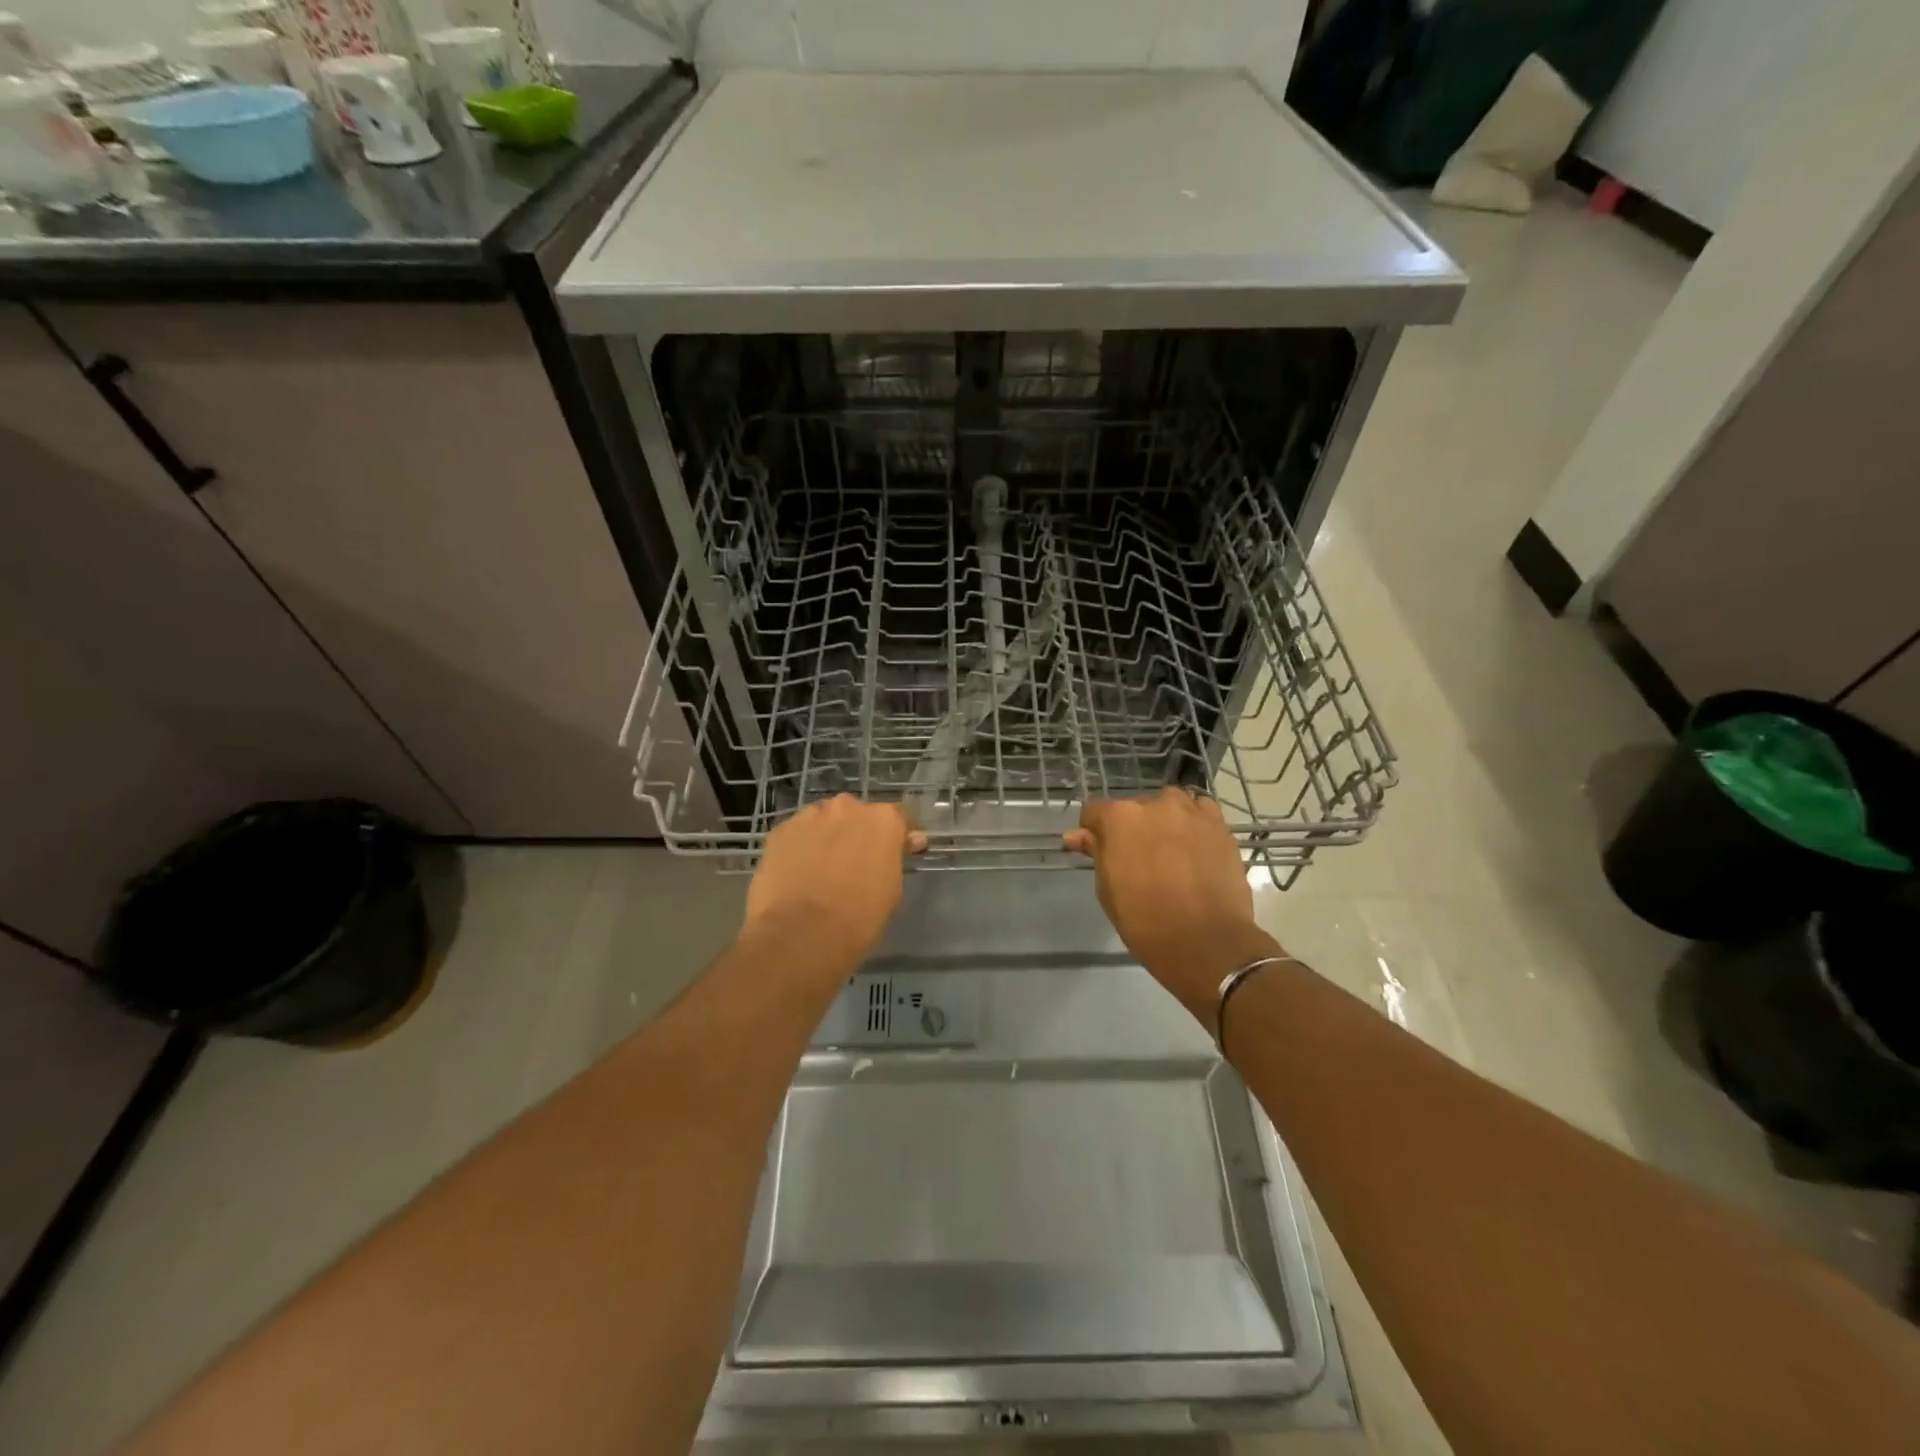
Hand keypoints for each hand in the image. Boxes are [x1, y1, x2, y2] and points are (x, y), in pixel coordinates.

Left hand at [744, 796, 927, 969]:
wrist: (802, 934)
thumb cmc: (860, 917)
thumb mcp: (892, 888)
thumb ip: (895, 857)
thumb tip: (908, 841)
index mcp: (882, 819)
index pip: (899, 817)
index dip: (899, 835)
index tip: (900, 850)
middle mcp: (847, 807)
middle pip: (857, 815)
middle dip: (858, 833)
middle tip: (856, 862)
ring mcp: (809, 816)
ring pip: (823, 821)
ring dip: (827, 838)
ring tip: (821, 869)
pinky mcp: (779, 831)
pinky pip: (797, 835)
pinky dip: (800, 848)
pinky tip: (797, 874)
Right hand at [1065, 789, 1271, 1021]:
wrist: (1207, 941)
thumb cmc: (1145, 920)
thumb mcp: (1108, 889)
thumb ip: (1096, 853)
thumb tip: (1076, 835)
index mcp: (1119, 818)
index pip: (1094, 812)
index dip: (1093, 832)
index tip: (1100, 853)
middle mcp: (1155, 803)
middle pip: (1134, 808)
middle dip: (1132, 829)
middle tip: (1139, 861)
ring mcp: (1191, 811)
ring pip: (1169, 806)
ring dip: (1163, 823)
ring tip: (1170, 854)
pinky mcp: (1220, 825)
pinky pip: (1200, 811)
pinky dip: (1193, 824)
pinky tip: (1195, 848)